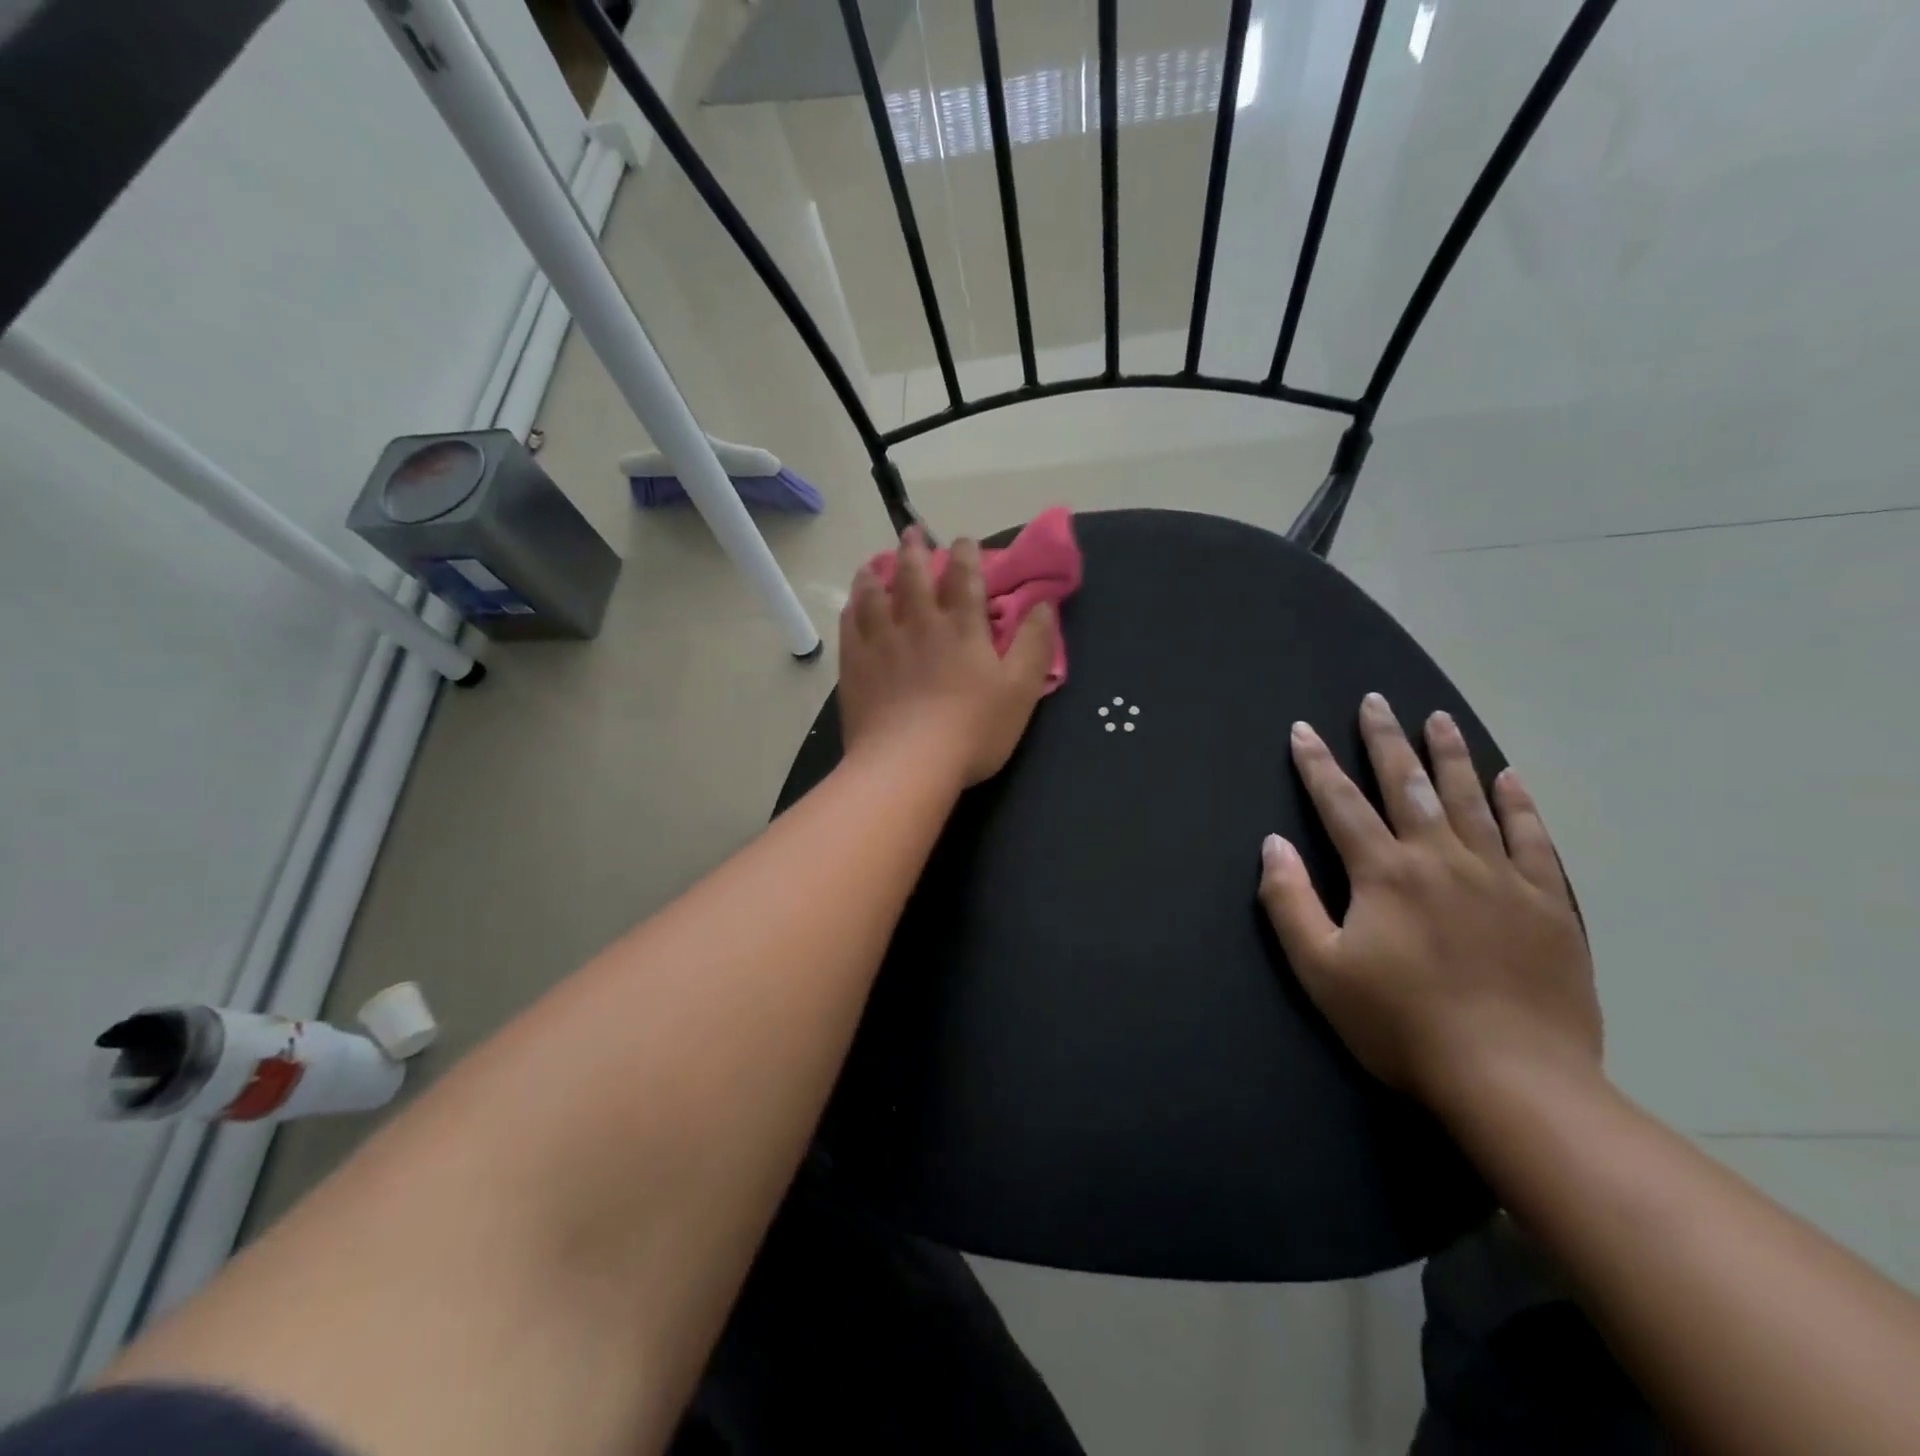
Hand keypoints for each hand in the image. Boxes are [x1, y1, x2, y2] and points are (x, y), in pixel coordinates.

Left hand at [838, 529, 1056, 786]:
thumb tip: (1045, 604)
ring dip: (876, 574)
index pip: (965, 577)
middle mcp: (918, 624)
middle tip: (911, 533)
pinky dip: (852, 608)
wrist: (908, 763)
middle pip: (913, 576)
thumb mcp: (1020, 690)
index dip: (966, 554)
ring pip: (874, 595)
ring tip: (873, 563)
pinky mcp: (855, 666)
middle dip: (915, 550)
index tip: (964, 541)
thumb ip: (1034, 644)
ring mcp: (881, 643)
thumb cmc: (973, 730)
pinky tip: (852, 605)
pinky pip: (850, 625)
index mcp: (961, 627)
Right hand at [1257, 693, 1601, 1112]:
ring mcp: (1500, 878)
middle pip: (1407, 786)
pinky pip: (1532, 839)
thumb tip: (1273, 844)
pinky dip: (1518, 804)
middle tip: (1375, 701)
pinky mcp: (1547, 904)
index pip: (1341, 804)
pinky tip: (1508, 778)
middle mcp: (1441, 859)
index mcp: (1384, 874)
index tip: (1302, 730)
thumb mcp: (1321, 970)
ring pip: (1470, 800)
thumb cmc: (1401, 1026)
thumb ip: (1290, 901)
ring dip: (1450, 755)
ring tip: (1438, 718)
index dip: (1316, 765)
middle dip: (1385, 740)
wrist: (1514, 1082)